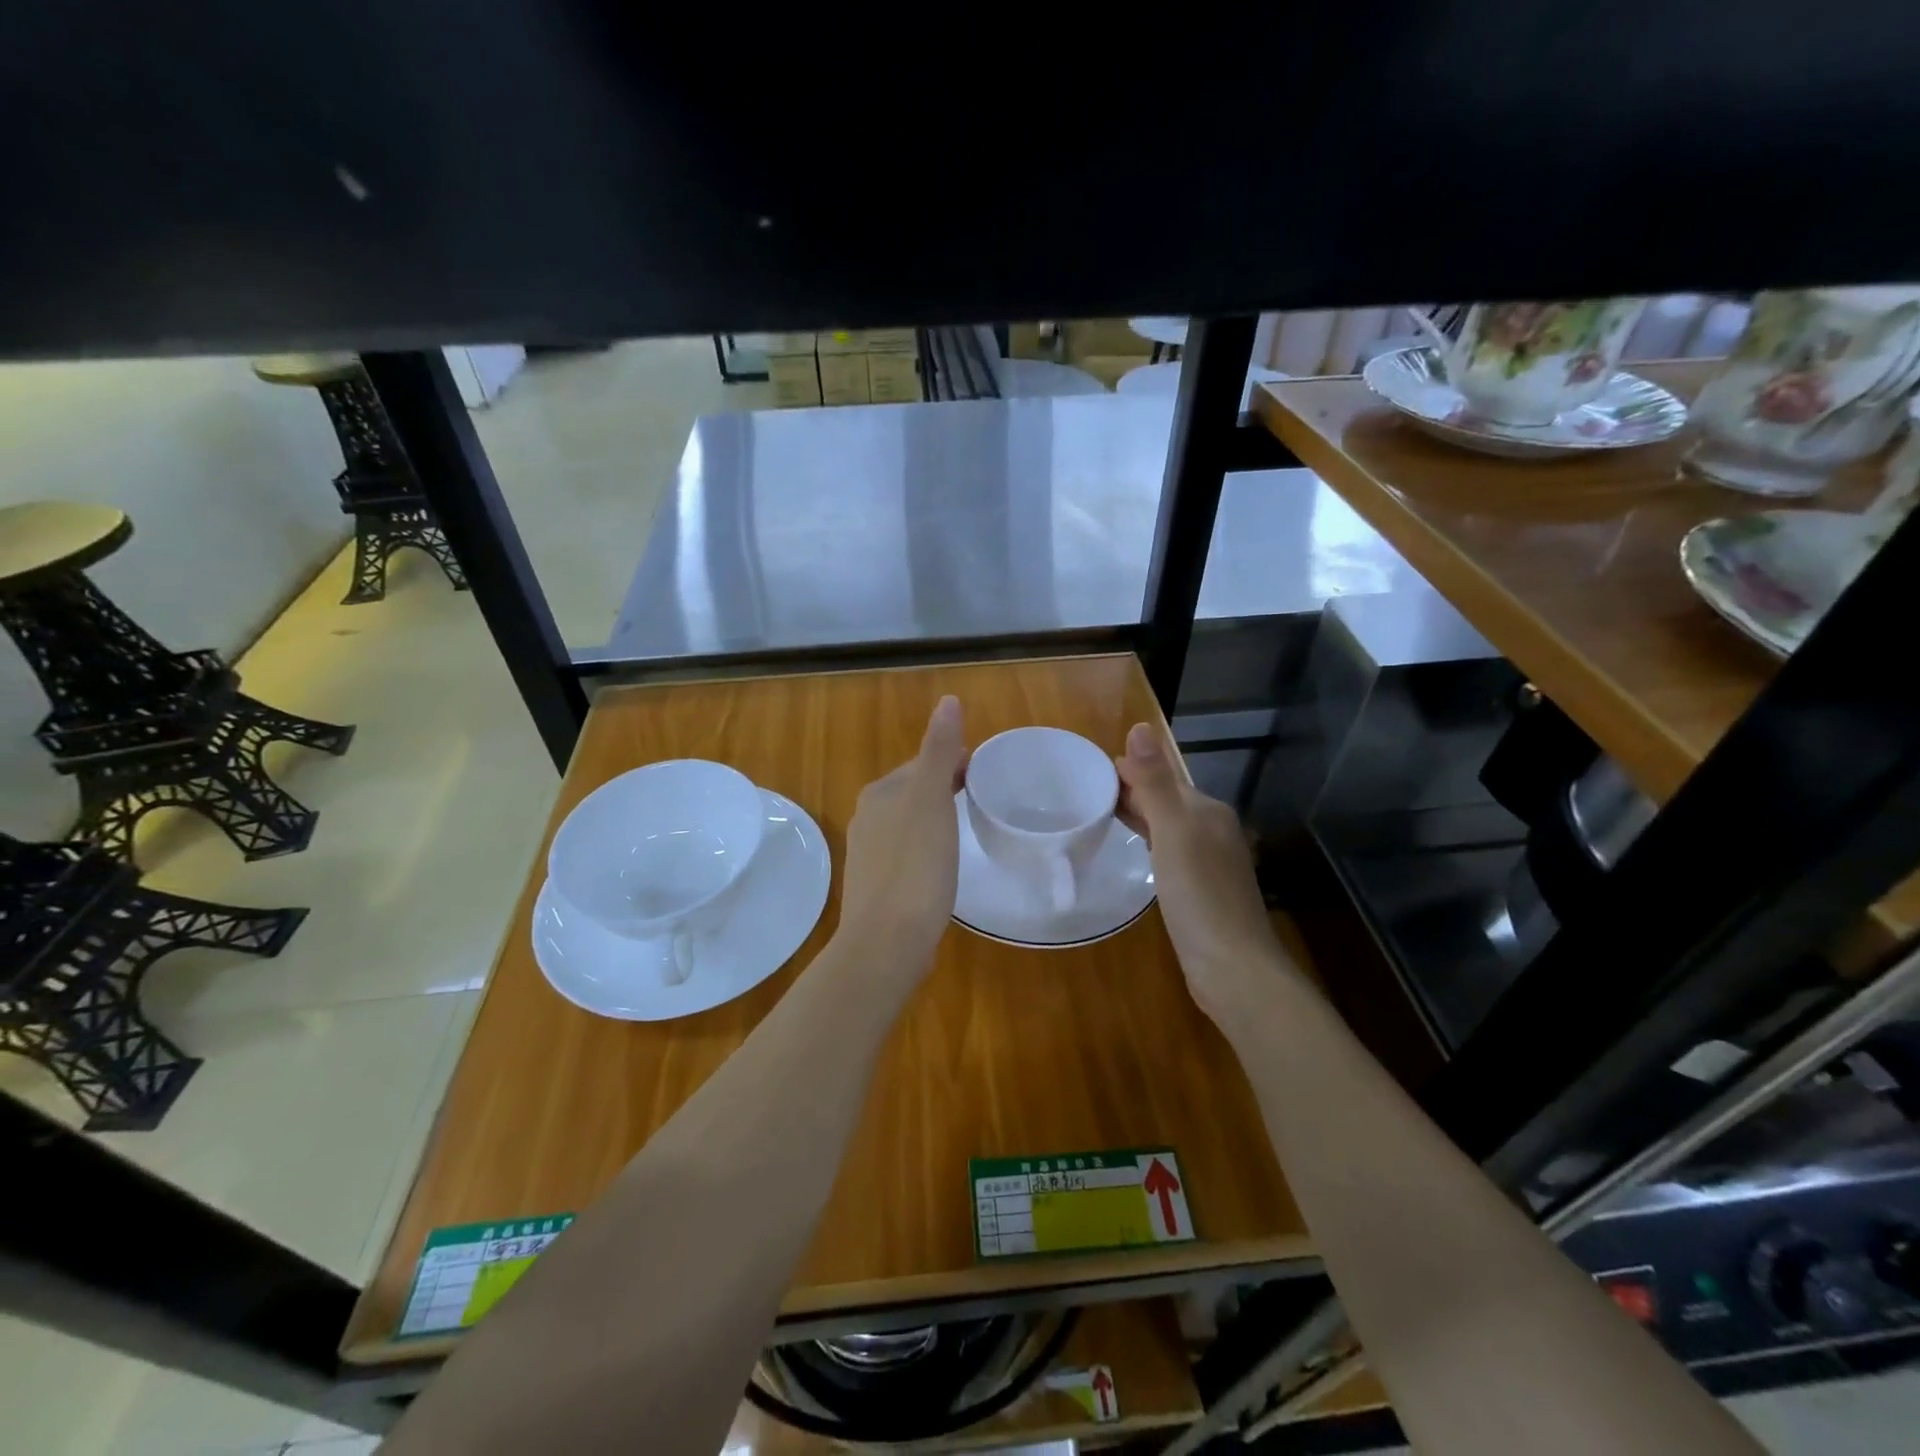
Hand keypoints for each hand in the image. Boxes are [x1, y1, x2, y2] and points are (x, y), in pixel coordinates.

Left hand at [838, 696, 969, 974]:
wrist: (887, 941)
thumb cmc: (915, 866)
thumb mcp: (932, 801)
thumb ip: (939, 751)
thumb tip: (948, 700)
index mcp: (879, 794)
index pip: (922, 764)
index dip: (955, 763)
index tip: (987, 774)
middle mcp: (867, 818)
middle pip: (914, 792)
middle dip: (945, 789)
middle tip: (983, 799)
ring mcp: (869, 855)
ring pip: (910, 824)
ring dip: (936, 819)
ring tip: (967, 829)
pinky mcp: (877, 887)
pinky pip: (907, 854)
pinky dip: (927, 849)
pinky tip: (943, 866)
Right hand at [1116, 722, 1299, 1023]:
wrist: (1232, 967)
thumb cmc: (1199, 895)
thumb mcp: (1173, 832)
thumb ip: (1155, 782)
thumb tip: (1140, 727)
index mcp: (1208, 811)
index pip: (1163, 777)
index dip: (1129, 770)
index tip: (1090, 770)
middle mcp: (1214, 830)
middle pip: (1168, 800)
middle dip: (1133, 791)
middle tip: (1087, 791)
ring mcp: (1211, 862)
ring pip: (1169, 826)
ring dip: (1140, 815)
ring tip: (1103, 814)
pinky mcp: (1203, 890)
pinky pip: (1171, 852)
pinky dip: (1150, 842)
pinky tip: (1137, 852)